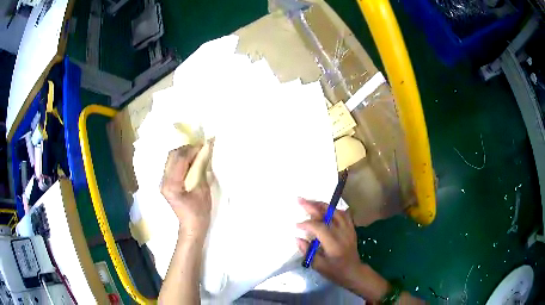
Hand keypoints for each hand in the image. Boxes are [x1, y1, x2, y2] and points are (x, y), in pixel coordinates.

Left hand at [161, 145, 211, 238]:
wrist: (191, 227)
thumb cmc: (199, 213)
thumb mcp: (203, 191)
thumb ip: (201, 171)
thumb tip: (204, 153)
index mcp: (172, 184)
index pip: (180, 159)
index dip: (192, 150)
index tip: (204, 146)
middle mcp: (164, 181)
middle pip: (172, 156)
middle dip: (187, 149)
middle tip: (201, 149)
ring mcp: (163, 182)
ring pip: (171, 159)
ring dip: (184, 153)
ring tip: (197, 154)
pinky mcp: (166, 183)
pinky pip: (172, 165)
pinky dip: (182, 160)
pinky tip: (191, 163)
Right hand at [296, 198, 361, 286]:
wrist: (353, 271)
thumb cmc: (335, 271)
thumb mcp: (318, 265)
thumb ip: (307, 251)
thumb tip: (298, 238)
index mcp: (333, 243)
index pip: (319, 227)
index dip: (307, 224)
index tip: (297, 225)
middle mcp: (342, 233)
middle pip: (328, 214)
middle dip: (312, 206)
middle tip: (300, 200)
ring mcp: (348, 229)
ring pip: (336, 211)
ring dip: (322, 205)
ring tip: (311, 202)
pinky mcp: (351, 229)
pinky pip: (344, 214)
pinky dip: (334, 210)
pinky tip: (326, 209)